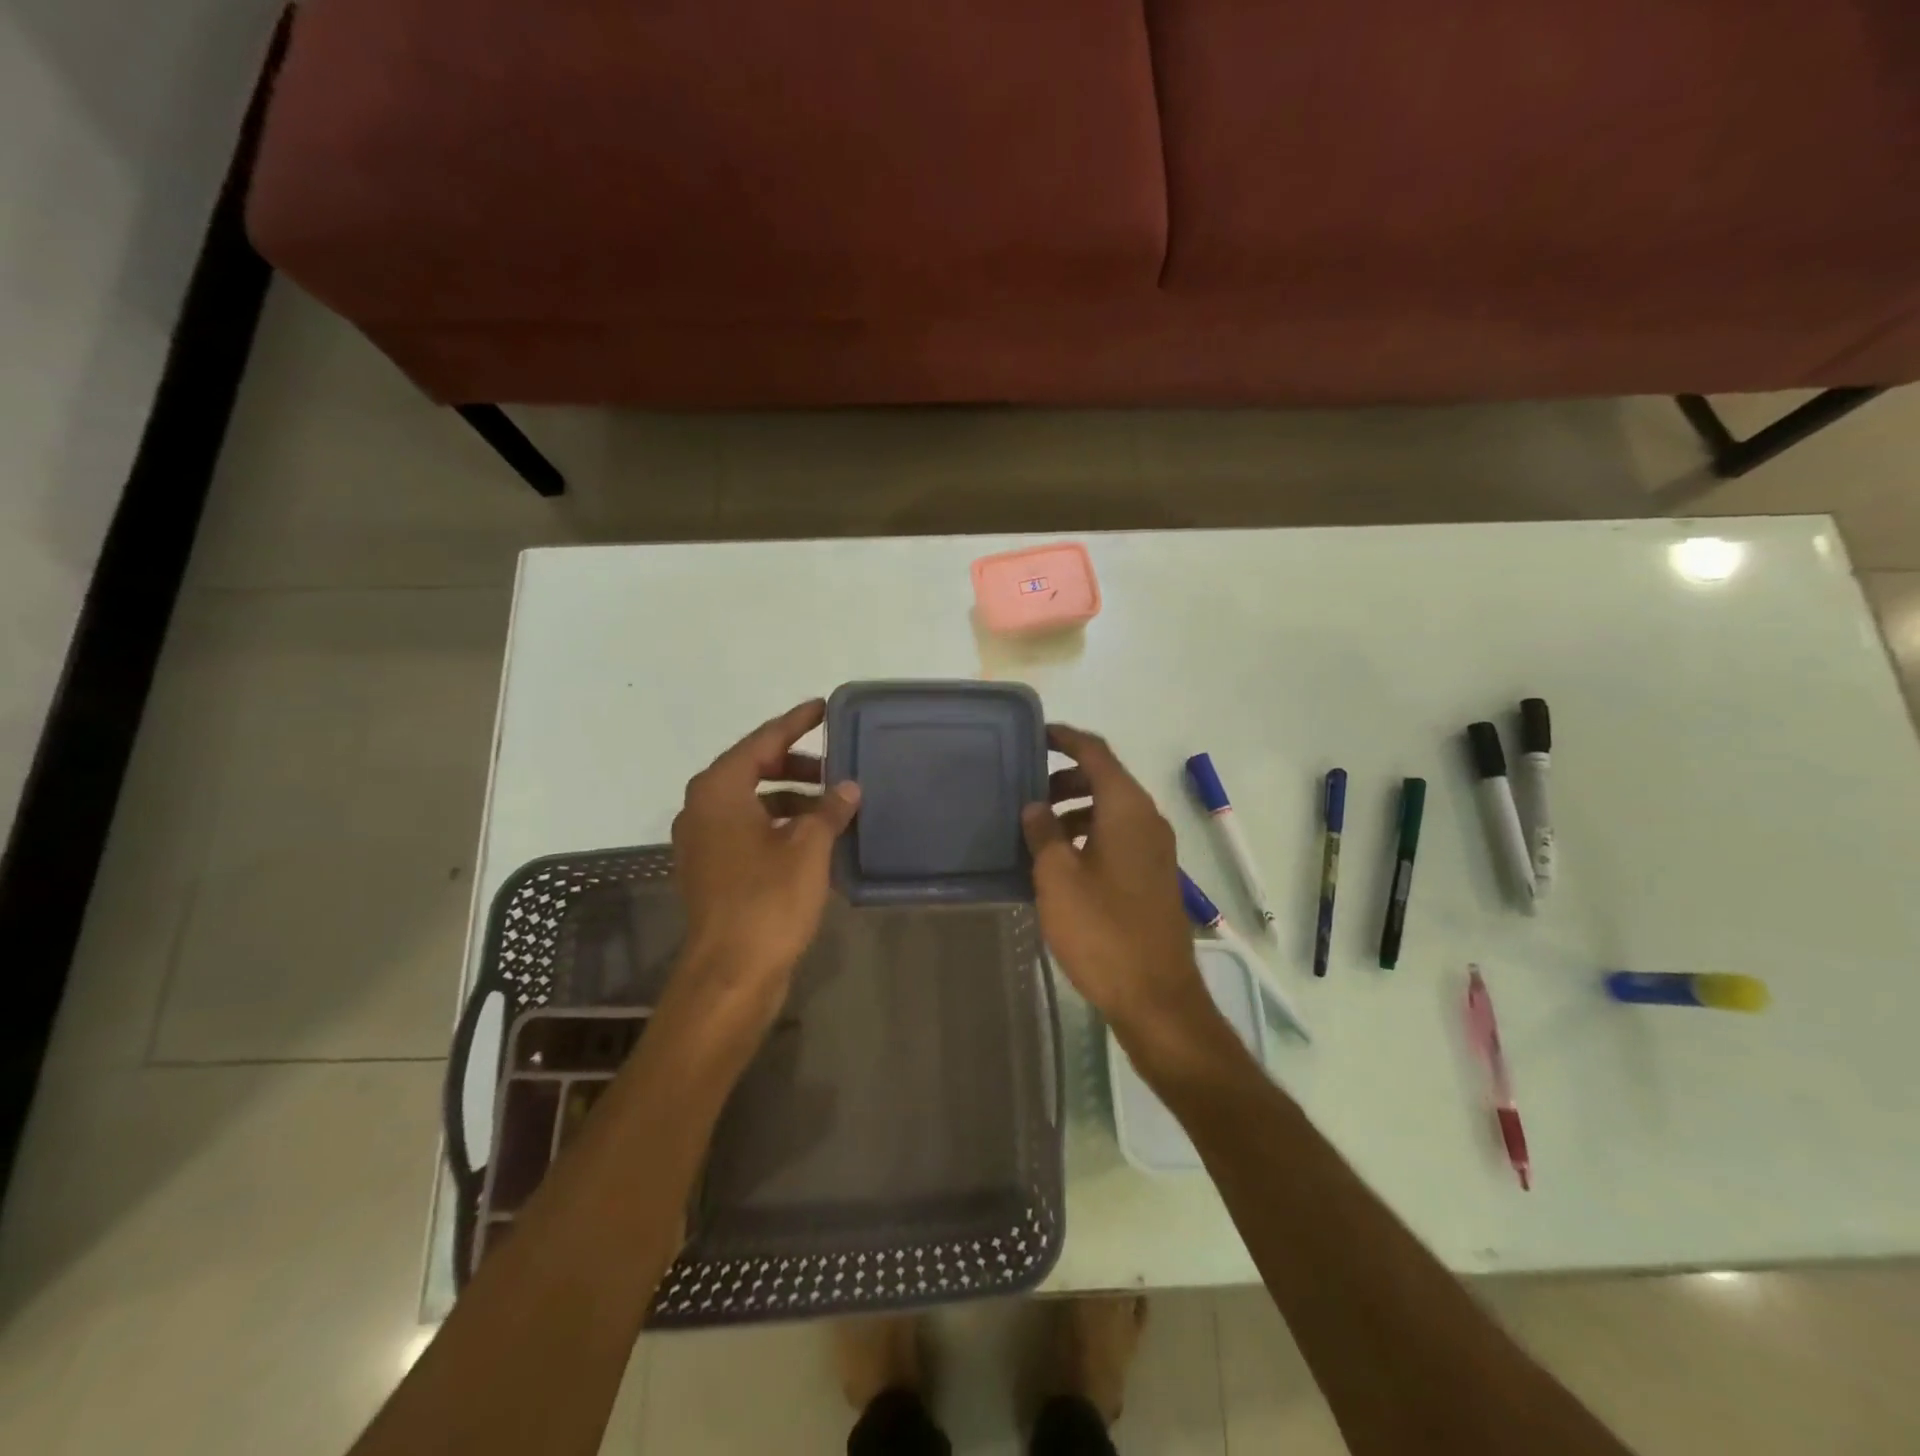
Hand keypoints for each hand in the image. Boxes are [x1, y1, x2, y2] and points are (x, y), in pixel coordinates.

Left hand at [665, 699, 859, 1042]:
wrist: (730, 973)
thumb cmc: (768, 900)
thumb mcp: (808, 848)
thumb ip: (829, 810)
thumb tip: (847, 789)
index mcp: (719, 790)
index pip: (763, 740)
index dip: (796, 722)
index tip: (822, 707)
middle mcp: (702, 808)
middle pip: (753, 768)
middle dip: (795, 764)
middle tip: (834, 767)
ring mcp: (703, 842)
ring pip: (751, 802)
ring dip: (790, 798)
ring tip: (831, 807)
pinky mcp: (711, 870)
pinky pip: (748, 830)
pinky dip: (778, 825)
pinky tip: (812, 838)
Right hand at [1022, 726, 1212, 1044]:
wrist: (1155, 996)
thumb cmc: (1101, 930)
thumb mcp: (1057, 877)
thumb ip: (1043, 832)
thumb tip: (1035, 805)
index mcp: (1127, 808)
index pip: (1096, 752)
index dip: (1065, 738)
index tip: (1035, 735)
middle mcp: (1147, 819)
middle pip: (1105, 779)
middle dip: (1066, 777)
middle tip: (1027, 791)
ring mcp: (1155, 850)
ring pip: (1112, 810)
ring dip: (1076, 809)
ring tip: (1037, 829)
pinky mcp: (1154, 877)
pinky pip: (1119, 837)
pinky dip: (1090, 834)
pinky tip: (1061, 861)